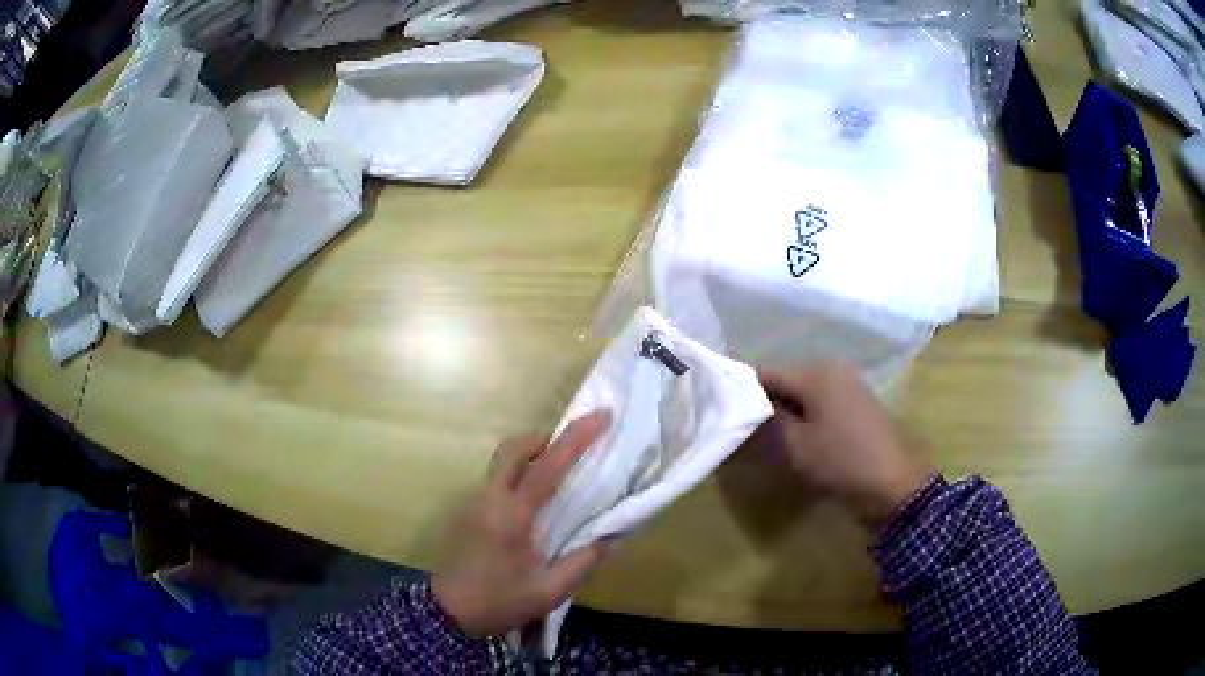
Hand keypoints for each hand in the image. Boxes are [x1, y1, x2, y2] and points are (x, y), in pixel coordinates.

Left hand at [432, 411, 612, 637]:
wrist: (447, 613)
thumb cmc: (500, 601)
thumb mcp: (550, 590)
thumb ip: (584, 561)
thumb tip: (613, 535)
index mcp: (512, 515)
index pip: (548, 466)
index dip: (577, 437)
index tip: (601, 416)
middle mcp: (489, 498)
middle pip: (513, 448)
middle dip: (544, 438)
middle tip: (571, 450)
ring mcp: (472, 502)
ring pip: (502, 462)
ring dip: (529, 457)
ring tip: (556, 479)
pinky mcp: (465, 511)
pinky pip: (495, 480)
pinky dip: (517, 476)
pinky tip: (530, 506)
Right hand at [757, 363, 934, 526]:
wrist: (894, 484)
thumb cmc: (841, 462)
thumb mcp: (796, 445)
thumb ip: (770, 419)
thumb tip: (751, 404)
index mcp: (816, 373)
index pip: (766, 371)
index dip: (741, 387)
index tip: (719, 406)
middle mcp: (833, 370)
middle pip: (786, 379)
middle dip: (764, 399)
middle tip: (740, 425)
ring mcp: (849, 385)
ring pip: (803, 391)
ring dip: (784, 408)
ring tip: (765, 433)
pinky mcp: (858, 403)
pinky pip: (821, 400)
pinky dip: (805, 413)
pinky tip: (796, 435)